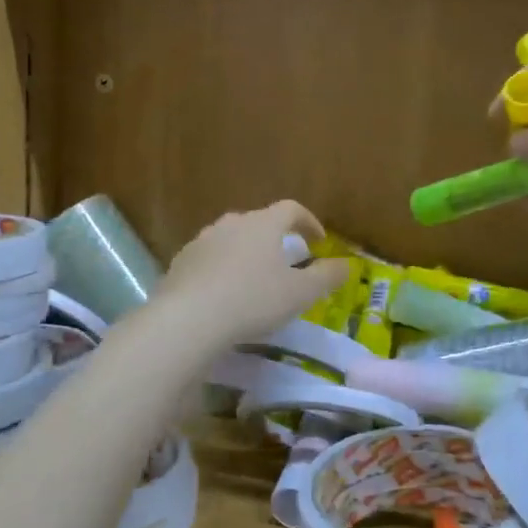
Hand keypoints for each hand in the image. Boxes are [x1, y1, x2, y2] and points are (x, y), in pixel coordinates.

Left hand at [149, 202, 348, 348]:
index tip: (318, 240)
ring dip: (245, 254)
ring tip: (253, 280)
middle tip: (285, 261)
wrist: (189, 318)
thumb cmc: (253, 300)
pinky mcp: (180, 262)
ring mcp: (201, 241)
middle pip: (258, 223)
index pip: (290, 209)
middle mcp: (231, 224)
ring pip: (230, 240)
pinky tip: (223, 295)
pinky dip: (221, 270)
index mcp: (262, 224)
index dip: (308, 221)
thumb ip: (326, 276)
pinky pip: (208, 260)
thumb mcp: (300, 293)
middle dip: (274, 239)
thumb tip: (347, 264)